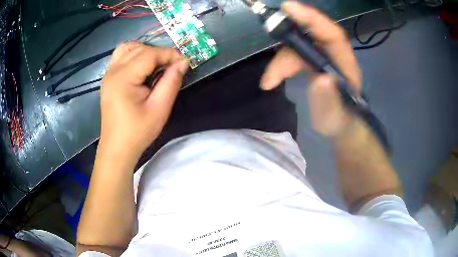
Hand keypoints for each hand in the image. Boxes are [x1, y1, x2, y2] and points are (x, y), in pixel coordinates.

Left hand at [99, 42, 187, 159]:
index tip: (184, 63)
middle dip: (159, 53)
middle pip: (140, 49)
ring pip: (128, 48)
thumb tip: (183, 62)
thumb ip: (171, 82)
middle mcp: (113, 71)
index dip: (169, 54)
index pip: (149, 54)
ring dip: (145, 51)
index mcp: (123, 78)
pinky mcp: (108, 78)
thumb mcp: (160, 109)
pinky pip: (121, 56)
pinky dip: (134, 55)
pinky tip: (141, 67)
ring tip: (156, 65)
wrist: (117, 147)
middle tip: (172, 67)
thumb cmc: (138, 132)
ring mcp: (108, 74)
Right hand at [260, 2, 361, 136]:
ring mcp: (323, 56)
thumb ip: (329, 101)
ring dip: (281, 60)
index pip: (331, 33)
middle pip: (310, 35)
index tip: (288, 8)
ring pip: (298, 45)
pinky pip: (295, 53)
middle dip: (287, 40)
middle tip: (269, 51)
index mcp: (345, 64)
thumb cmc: (340, 122)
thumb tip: (321, 78)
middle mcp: (334, 55)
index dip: (311, 18)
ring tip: (269, 81)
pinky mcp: (313, 61)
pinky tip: (272, 78)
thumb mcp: (334, 117)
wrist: (340, 125)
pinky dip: (281, 64)